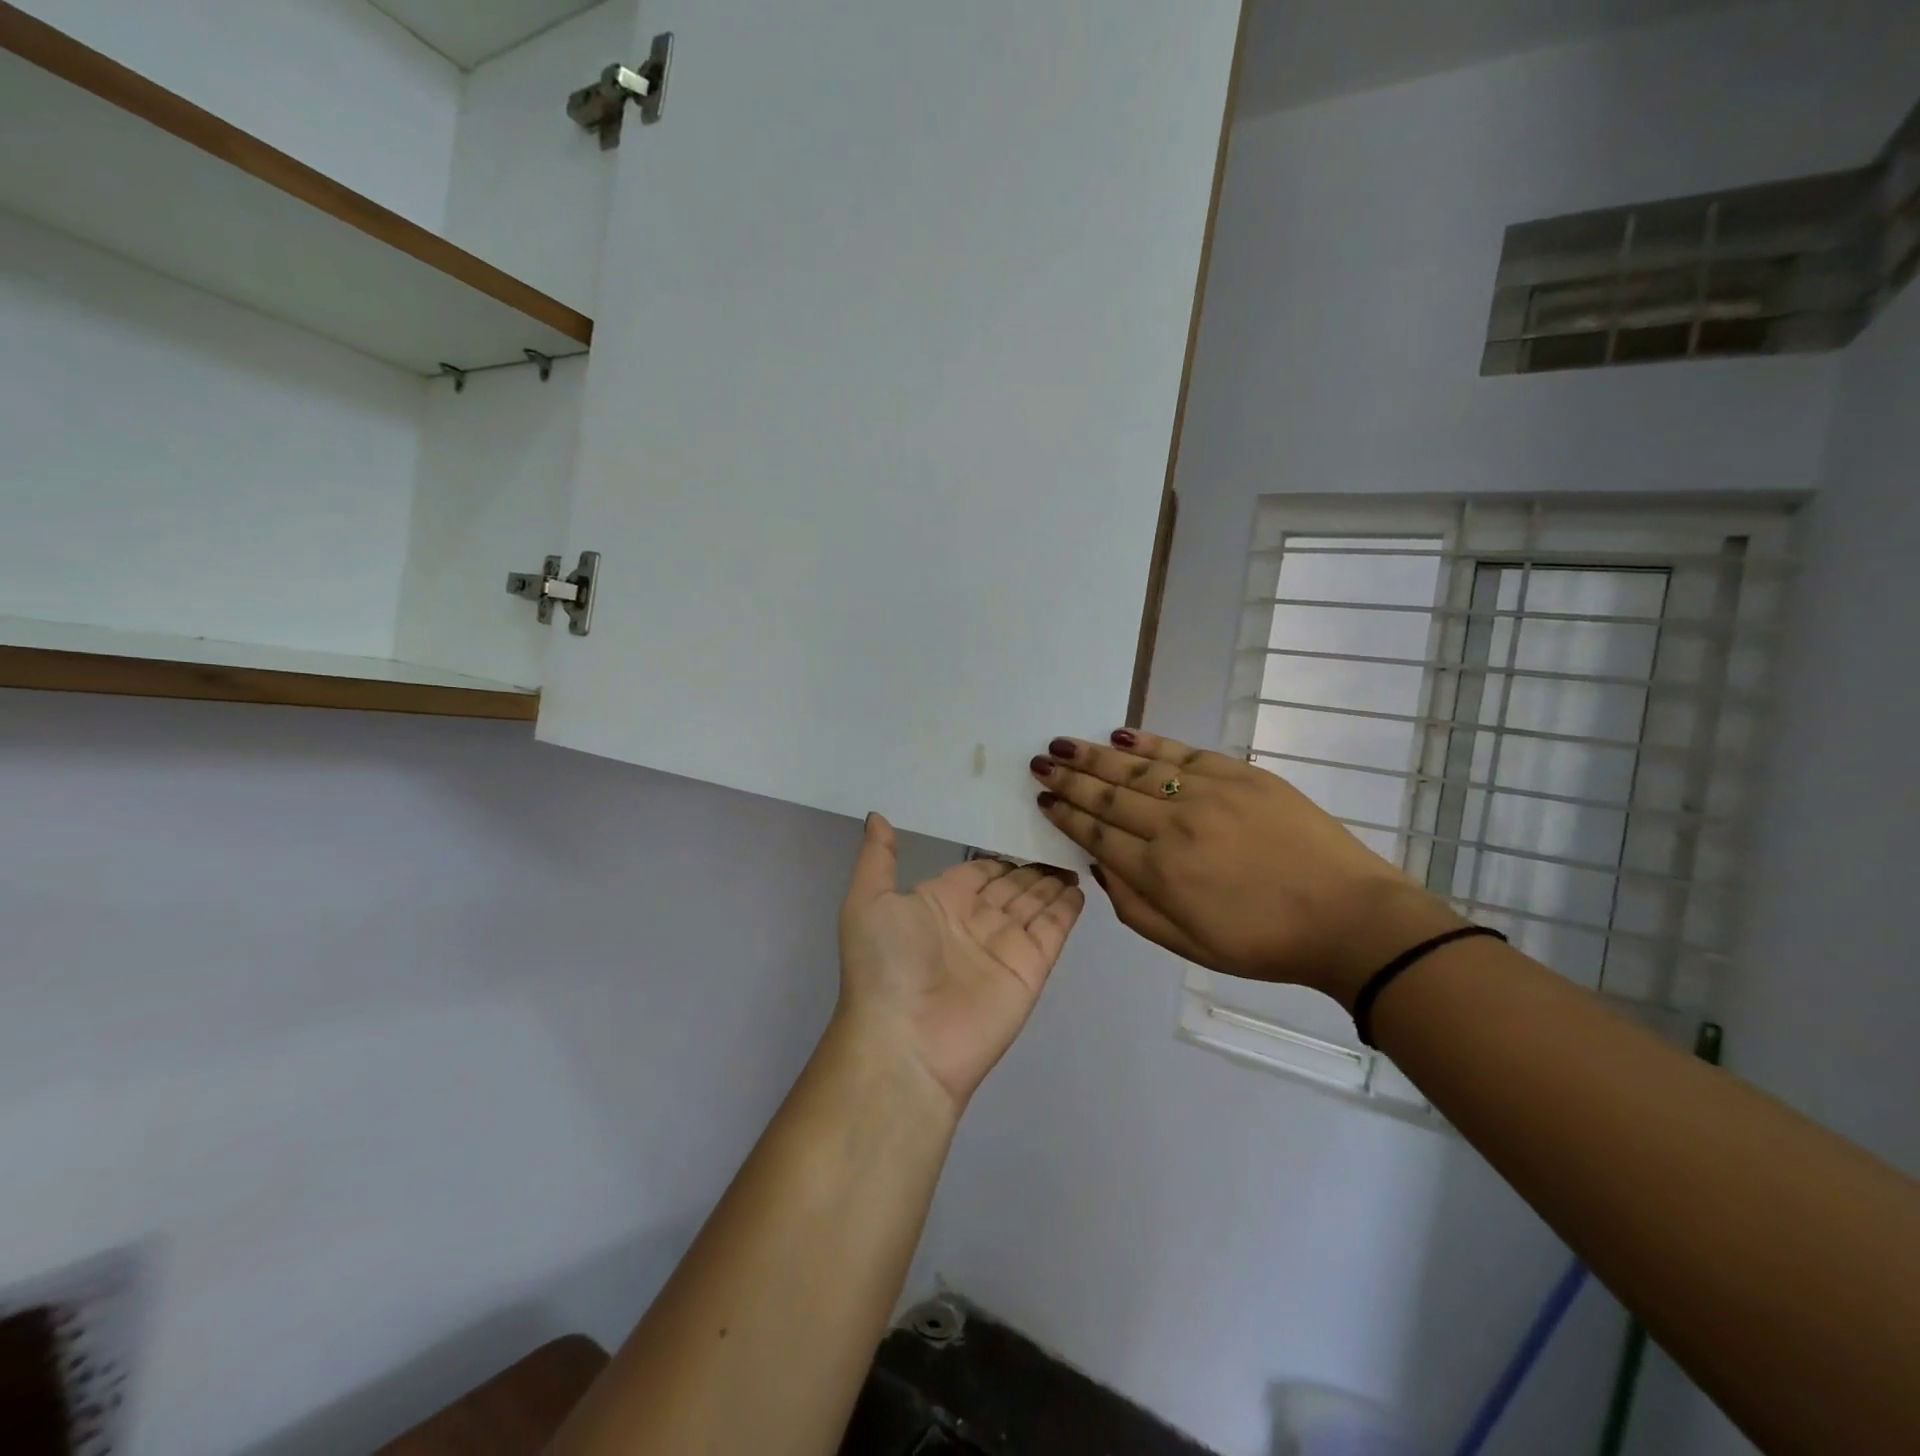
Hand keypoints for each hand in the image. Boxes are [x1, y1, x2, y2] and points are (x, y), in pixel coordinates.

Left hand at [837, 814, 1084, 1111]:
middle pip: (1010, 886)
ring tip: (1072, 853)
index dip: (997, 856)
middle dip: (1030, 867)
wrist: (904, 1043)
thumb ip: (878, 857)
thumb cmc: (884, 965)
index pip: (977, 872)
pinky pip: (1052, 931)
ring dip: (1051, 882)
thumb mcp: (868, 901)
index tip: (1021, 827)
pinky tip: (1078, 885)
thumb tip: (876, 815)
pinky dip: (1066, 909)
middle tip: (1057, 836)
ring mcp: (1004, 947)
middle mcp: (973, 923)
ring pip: (1034, 904)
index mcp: (938, 904)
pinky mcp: (1030, 969)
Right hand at [1031, 730, 1463, 1006]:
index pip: (1097, 834)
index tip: (1043, 799)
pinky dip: (1148, 740)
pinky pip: (1182, 751)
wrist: (1348, 918)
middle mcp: (1173, 825)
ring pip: (1137, 768)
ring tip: (1063, 744)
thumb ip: (1133, 907)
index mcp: (1159, 872)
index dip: (1066, 815)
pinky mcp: (1239, 774)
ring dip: (1094, 755)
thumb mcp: (1188, 944)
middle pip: (1108, 795)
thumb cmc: (1264, 942)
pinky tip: (1120, 733)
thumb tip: (1098, 866)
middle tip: (1040, 763)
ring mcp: (1206, 794)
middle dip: (1068, 778)